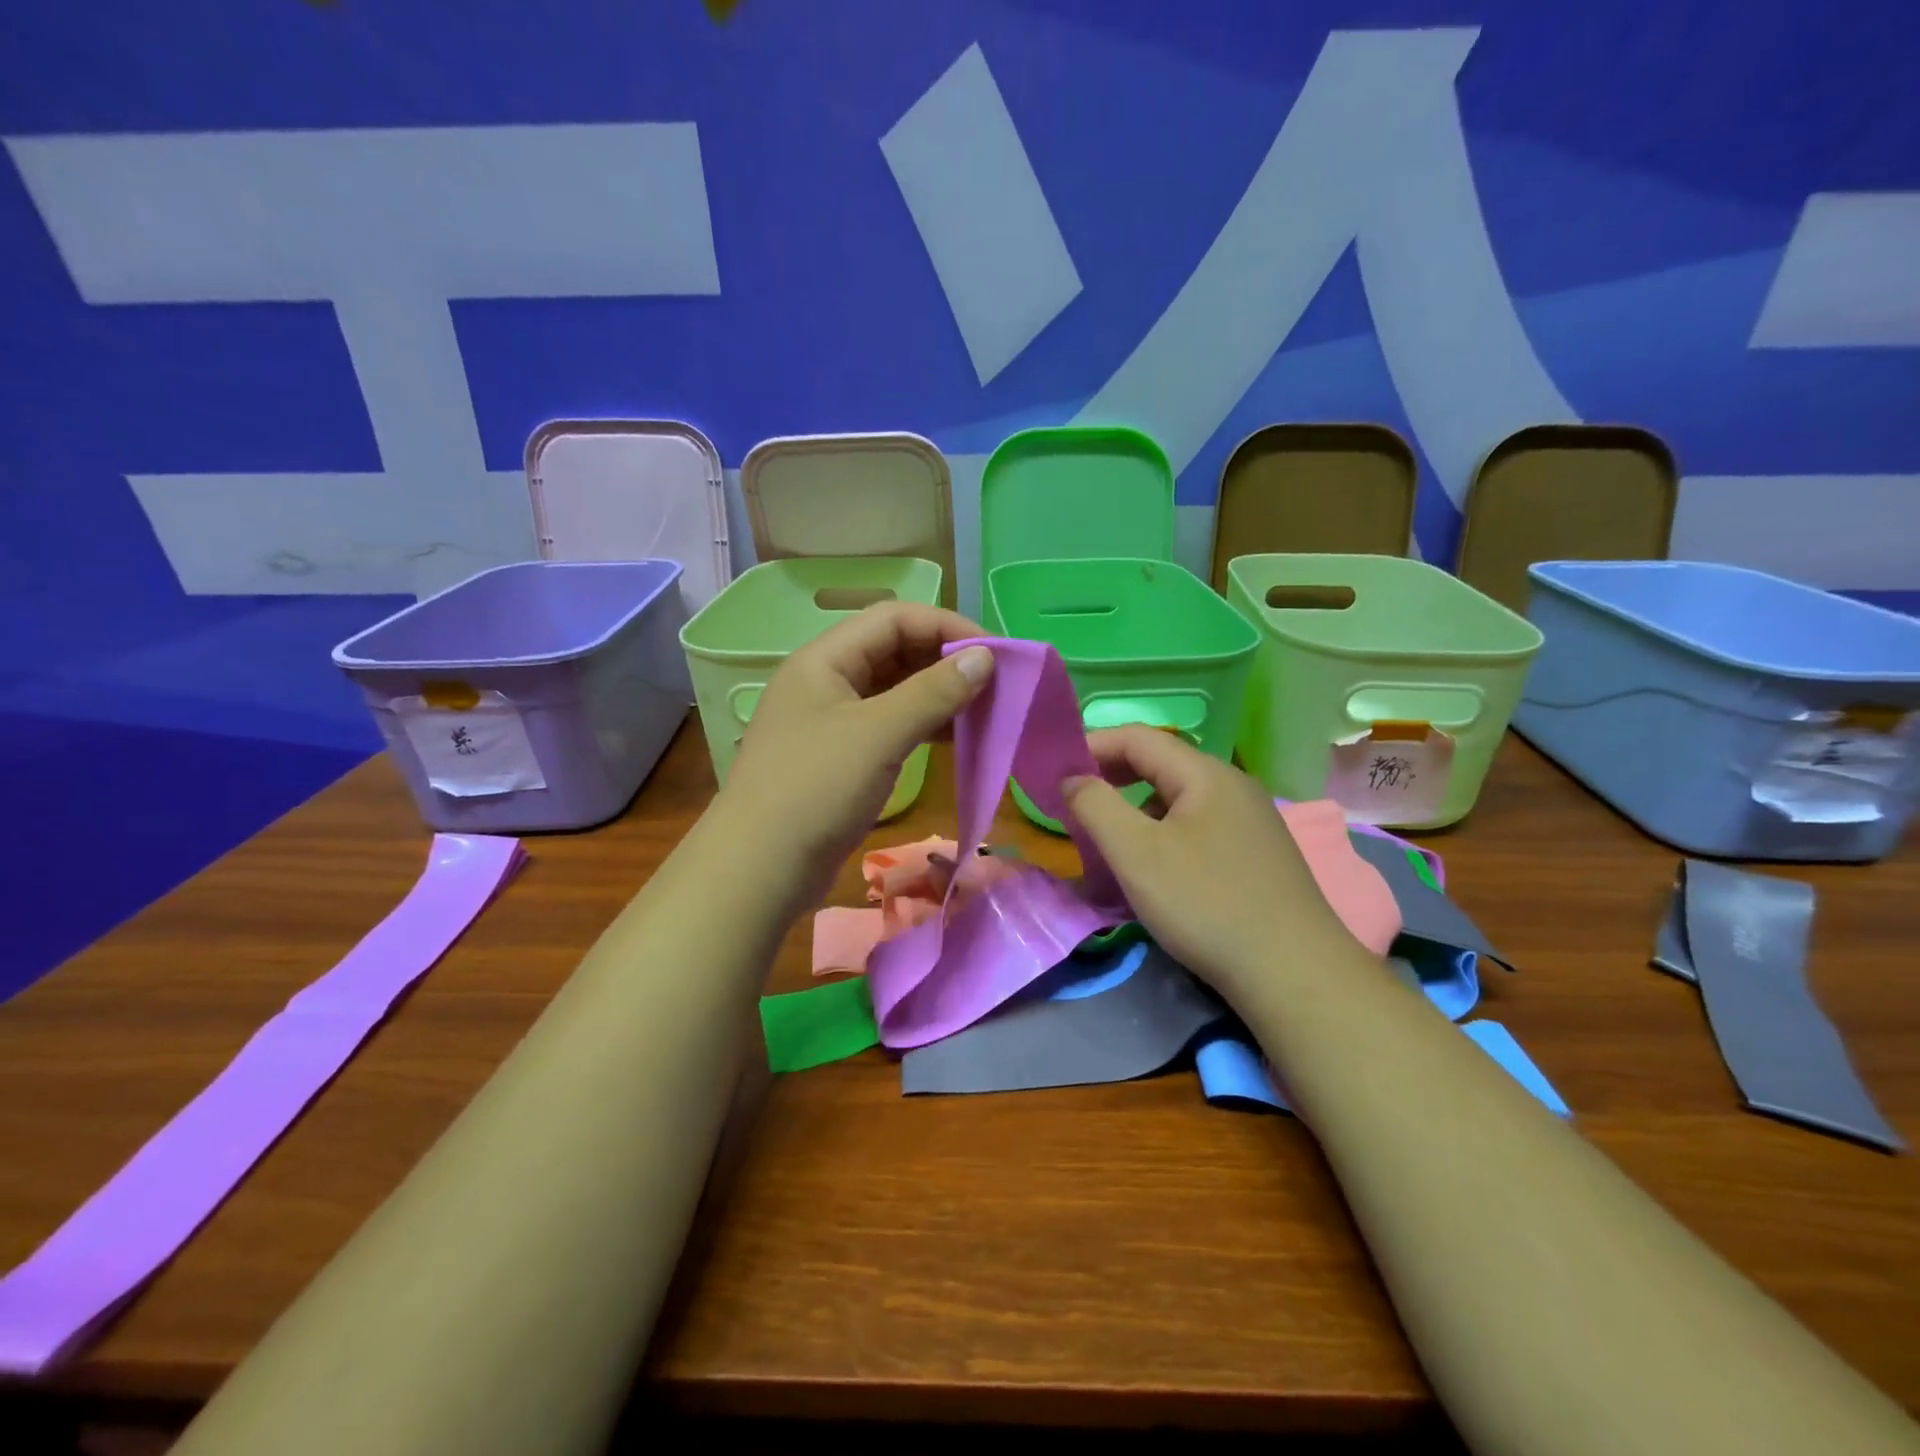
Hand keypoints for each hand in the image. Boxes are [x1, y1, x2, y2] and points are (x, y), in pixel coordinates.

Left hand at [715, 601, 993, 912]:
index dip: (946, 626)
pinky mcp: (841, 757)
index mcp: (825, 659)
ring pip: (894, 690)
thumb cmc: (816, 789)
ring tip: (983, 711)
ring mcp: (832, 720)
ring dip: (938, 695)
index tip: (994, 653)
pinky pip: (890, 725)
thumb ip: (933, 692)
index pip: (894, 619)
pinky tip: (955, 739)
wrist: (759, 869)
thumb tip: (985, 657)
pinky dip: (923, 726)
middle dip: (945, 661)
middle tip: (995, 683)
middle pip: (895, 650)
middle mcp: (827, 681)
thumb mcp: (879, 734)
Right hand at [1061, 727, 1358, 999]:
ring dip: (1137, 807)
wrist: (1294, 974)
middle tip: (1074, 801)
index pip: (1138, 738)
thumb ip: (1096, 806)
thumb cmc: (1206, 904)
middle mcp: (1233, 786)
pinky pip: (1198, 825)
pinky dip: (1164, 832)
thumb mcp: (1136, 853)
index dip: (1092, 746)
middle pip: (1161, 763)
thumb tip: (1072, 778)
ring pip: (1179, 798)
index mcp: (1206, 774)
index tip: (1054, 771)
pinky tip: (1156, 867)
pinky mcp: (1258, 854)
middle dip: (1112, 776)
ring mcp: (1251, 820)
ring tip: (1110, 838)